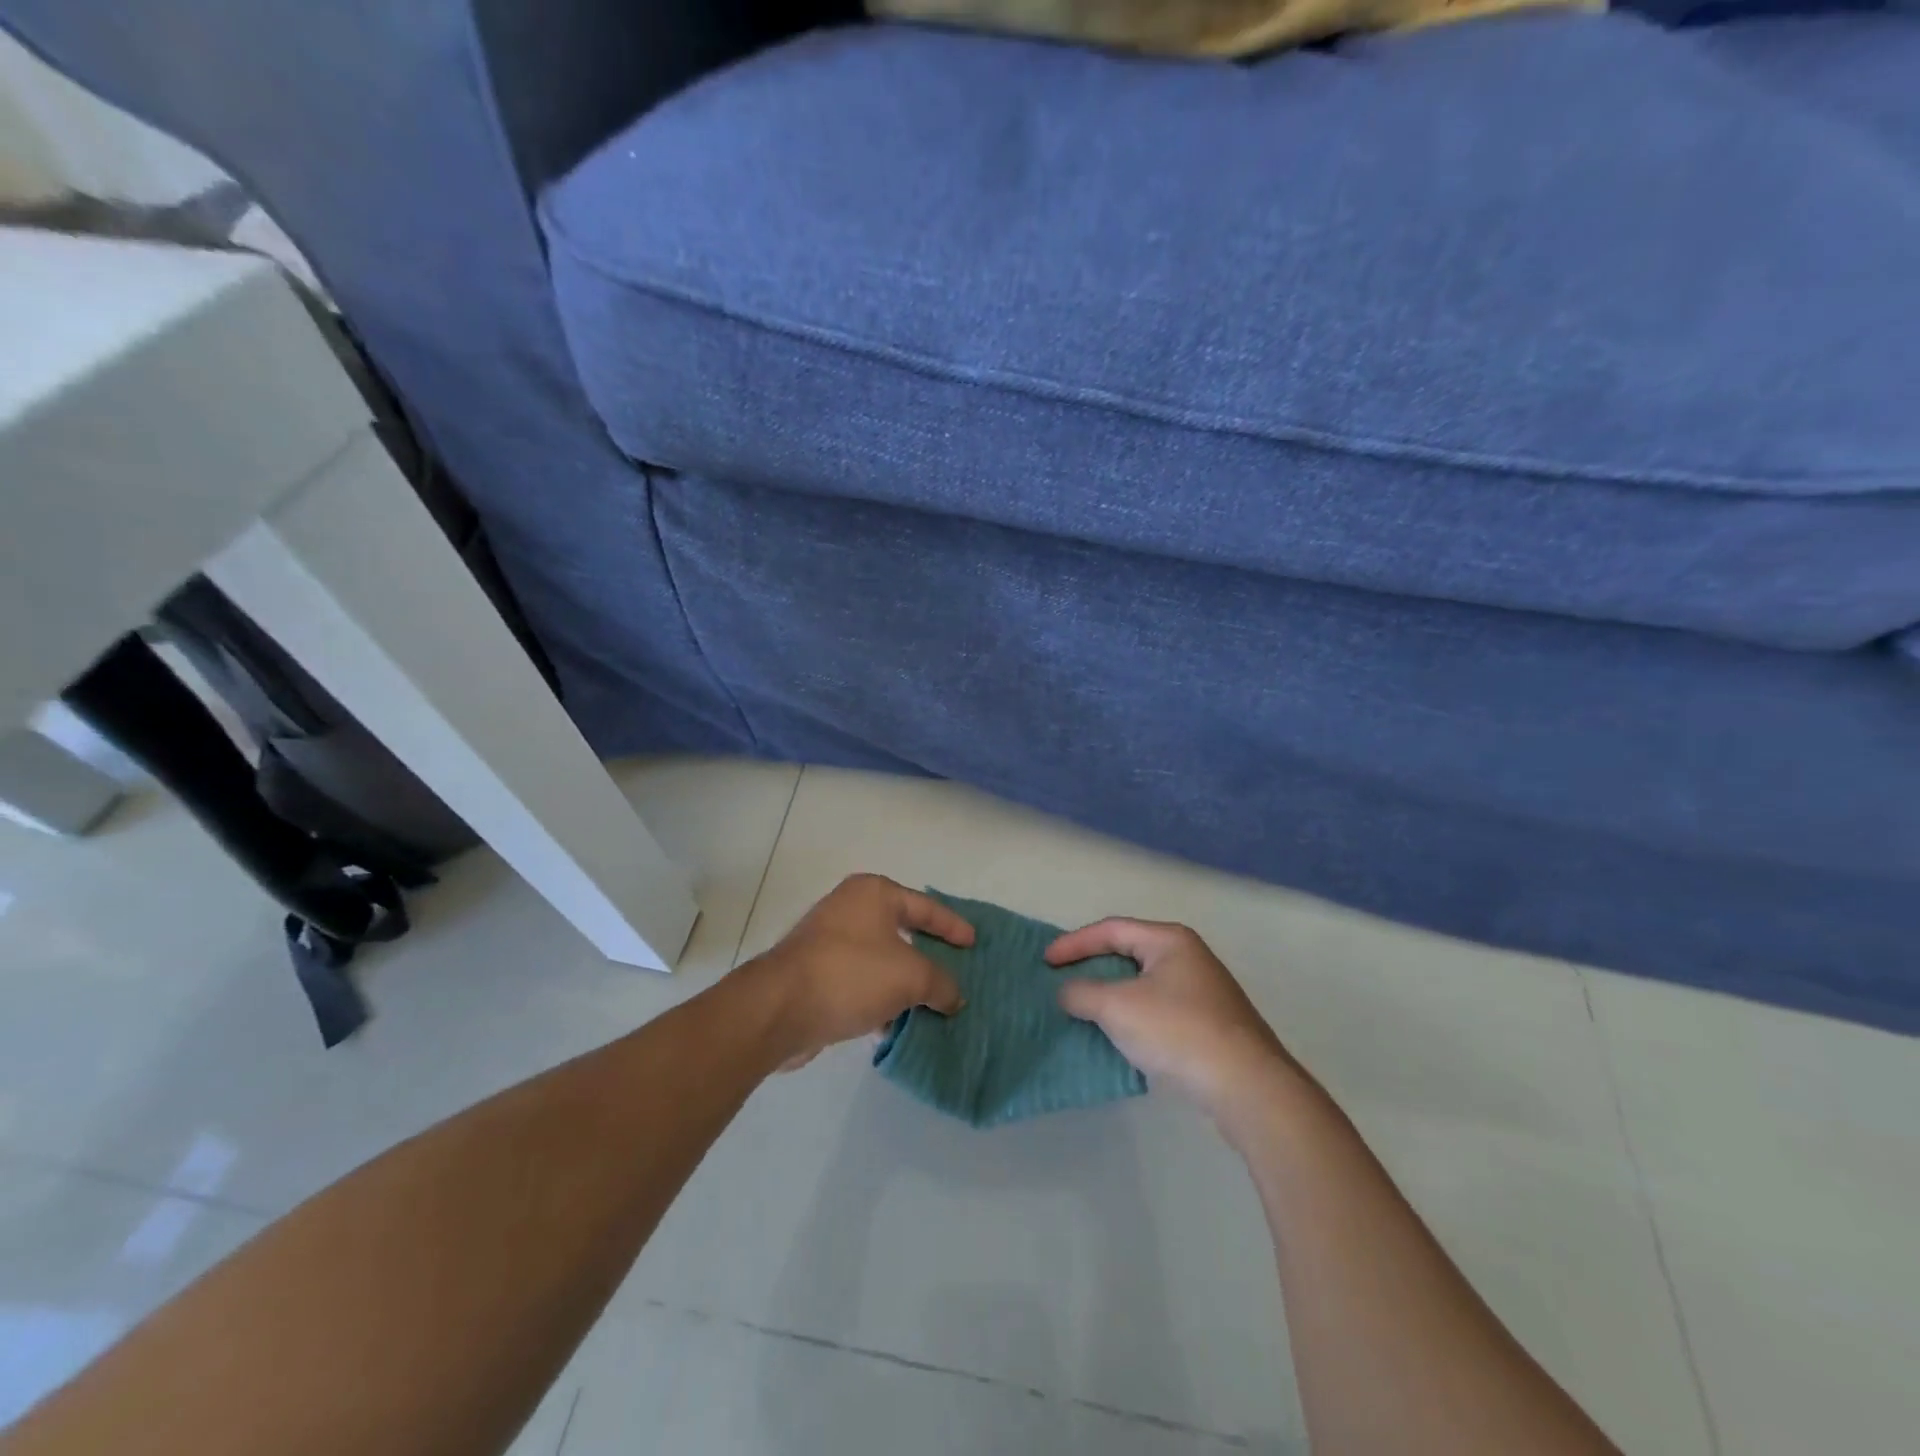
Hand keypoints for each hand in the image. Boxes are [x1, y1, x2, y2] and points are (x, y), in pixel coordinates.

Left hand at [742, 874, 971, 1069]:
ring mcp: (829, 941)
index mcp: (873, 893)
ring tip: (933, 1005)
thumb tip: (954, 996)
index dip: (952, 925)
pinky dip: (881, 999)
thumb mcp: (911, 976)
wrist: (779, 1009)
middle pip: (902, 931)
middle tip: (956, 972)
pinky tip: (897, 1024)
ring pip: (881, 960)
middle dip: (929, 955)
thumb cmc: (851, 974)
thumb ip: (941, 983)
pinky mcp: (816, 973)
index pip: (925, 906)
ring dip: (904, 983)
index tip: (973, 943)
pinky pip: (861, 982)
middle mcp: (850, 909)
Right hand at [1046, 919, 1295, 1115]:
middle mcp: (1188, 957)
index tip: (1046, 962)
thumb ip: (1082, 993)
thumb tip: (1067, 991)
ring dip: (1111, 995)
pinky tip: (1120, 1037)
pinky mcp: (1209, 1024)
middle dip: (1093, 968)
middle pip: (1128, 953)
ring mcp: (1203, 992)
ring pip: (1143, 984)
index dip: (1074, 943)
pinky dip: (1133, 1016)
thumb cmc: (1178, 1031)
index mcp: (1169, 940)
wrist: (1247, 1086)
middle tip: (1062, 981)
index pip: (1111, 930)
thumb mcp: (1118, 1008)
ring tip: (1084, 1010)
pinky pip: (1158, 1009)